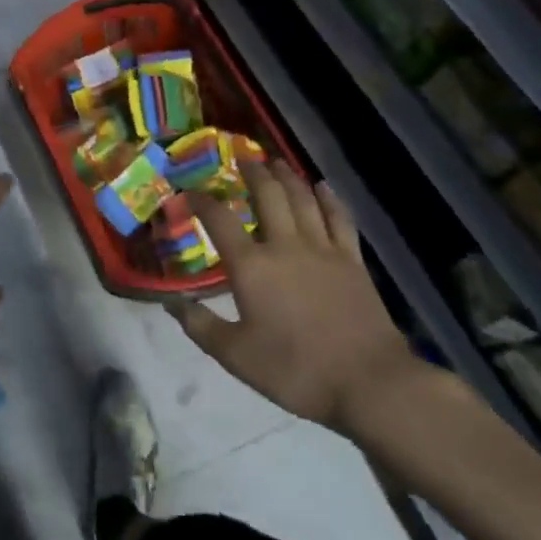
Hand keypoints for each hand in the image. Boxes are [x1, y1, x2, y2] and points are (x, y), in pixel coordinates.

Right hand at [172, 161, 422, 433]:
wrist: (369, 382)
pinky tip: (322, 186)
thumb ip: (200, 327)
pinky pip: (339, 218)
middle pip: (268, 195)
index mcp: (252, 267)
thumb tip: (171, 303)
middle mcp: (285, 245)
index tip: (188, 191)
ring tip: (276, 161)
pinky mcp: (352, 261)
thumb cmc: (296, 370)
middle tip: (242, 157)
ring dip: (287, 176)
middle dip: (252, 172)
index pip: (219, 220)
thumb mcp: (236, 356)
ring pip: (303, 199)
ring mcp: (323, 250)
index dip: (201, 200)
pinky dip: (329, 198)